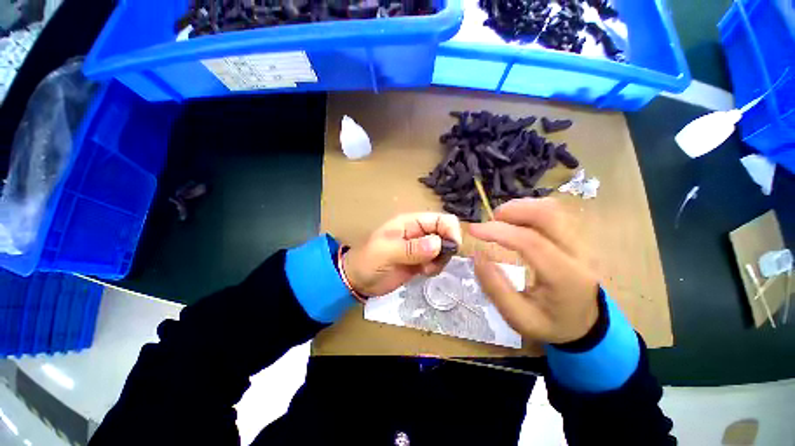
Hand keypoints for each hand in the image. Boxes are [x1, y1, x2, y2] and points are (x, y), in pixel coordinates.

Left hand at [343, 213, 462, 296]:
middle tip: (432, 263)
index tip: (451, 249)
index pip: (441, 219)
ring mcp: (420, 248)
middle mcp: (419, 232)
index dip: (451, 231)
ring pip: (444, 249)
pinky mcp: (421, 261)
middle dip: (446, 249)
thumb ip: (411, 248)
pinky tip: (423, 273)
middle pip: (446, 234)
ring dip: (440, 260)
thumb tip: (439, 244)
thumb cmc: (367, 261)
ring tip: (425, 269)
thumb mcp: (386, 252)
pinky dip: (436, 268)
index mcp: (411, 223)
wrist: (358, 281)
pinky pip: (437, 262)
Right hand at [469, 198, 599, 344]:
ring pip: (551, 209)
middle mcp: (579, 253)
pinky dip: (529, 211)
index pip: (530, 242)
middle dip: (513, 210)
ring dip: (520, 208)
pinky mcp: (577, 237)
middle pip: (548, 214)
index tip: (472, 230)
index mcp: (565, 277)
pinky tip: (516, 224)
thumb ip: (495, 287)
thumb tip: (476, 254)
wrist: (587, 326)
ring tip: (500, 222)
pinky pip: (553, 213)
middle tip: (490, 221)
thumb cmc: (552, 324)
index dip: (498, 231)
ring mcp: (582, 242)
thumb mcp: (519, 317)